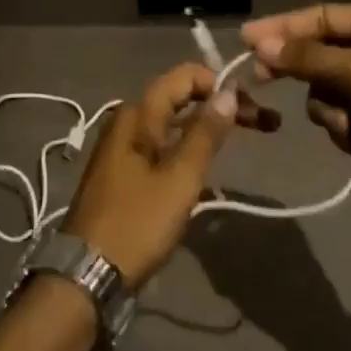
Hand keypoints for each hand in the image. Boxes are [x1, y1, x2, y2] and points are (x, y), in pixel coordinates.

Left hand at [64, 63, 243, 290]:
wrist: (88, 274)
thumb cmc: (137, 223)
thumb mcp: (179, 179)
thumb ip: (205, 134)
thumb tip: (228, 92)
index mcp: (137, 114)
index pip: (183, 76)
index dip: (219, 83)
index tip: (251, 106)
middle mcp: (127, 120)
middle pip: (179, 97)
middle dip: (220, 104)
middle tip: (262, 123)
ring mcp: (122, 145)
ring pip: (172, 122)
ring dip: (207, 126)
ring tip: (244, 137)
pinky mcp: (123, 170)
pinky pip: (162, 144)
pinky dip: (188, 145)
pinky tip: (209, 161)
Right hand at [241, 4, 350, 217]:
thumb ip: (309, 57)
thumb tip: (260, 42)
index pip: (322, 17)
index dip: (283, 27)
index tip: (246, 39)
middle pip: (321, 55)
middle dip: (303, 71)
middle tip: (262, 78)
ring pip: (328, 92)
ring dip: (331, 109)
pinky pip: (344, 119)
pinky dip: (348, 130)